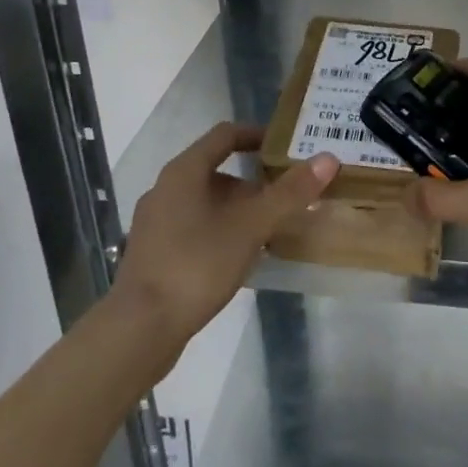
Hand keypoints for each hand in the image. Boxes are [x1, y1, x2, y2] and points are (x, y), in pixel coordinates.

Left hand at [114, 124, 336, 342]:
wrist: (139, 331)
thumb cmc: (196, 265)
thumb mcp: (251, 227)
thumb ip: (289, 193)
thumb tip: (328, 158)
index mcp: (184, 171)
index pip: (224, 135)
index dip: (256, 135)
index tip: (284, 147)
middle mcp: (165, 188)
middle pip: (215, 170)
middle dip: (252, 181)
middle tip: (284, 196)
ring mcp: (154, 222)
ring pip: (204, 202)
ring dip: (236, 209)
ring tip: (268, 230)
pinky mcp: (152, 253)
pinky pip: (193, 227)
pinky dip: (219, 231)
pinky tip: (238, 257)